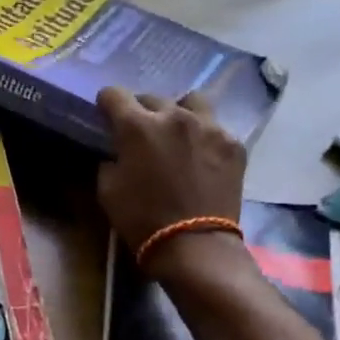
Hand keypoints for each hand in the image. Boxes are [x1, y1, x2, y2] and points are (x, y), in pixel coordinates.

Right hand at [96, 89, 247, 257]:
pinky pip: (215, 128)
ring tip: (177, 133)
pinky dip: (204, 137)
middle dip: (142, 111)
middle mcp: (174, 116)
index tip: (106, 115)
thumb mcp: (108, 191)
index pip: (114, 94)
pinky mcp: (233, 144)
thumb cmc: (142, 219)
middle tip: (142, 133)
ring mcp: (209, 127)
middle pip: (152, 98)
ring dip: (179, 113)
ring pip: (191, 102)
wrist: (194, 245)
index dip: (106, 103)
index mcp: (137, 126)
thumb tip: (118, 153)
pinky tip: (202, 156)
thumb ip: (110, 161)